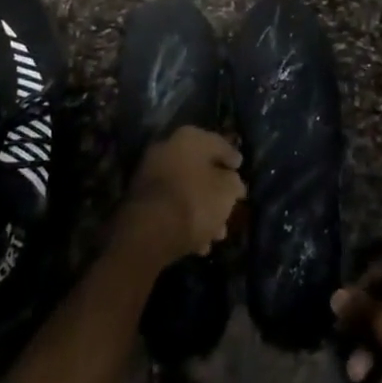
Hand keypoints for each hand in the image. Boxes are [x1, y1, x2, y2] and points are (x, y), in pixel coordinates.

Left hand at [123, 126, 244, 266]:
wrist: (148, 232)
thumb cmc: (194, 202)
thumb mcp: (226, 192)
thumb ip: (233, 183)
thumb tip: (232, 181)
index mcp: (189, 138)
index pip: (218, 144)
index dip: (232, 158)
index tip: (241, 170)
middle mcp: (168, 148)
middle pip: (200, 169)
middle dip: (216, 192)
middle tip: (230, 209)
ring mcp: (151, 173)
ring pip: (185, 190)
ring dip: (202, 210)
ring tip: (217, 236)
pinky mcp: (141, 199)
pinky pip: (170, 206)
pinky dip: (185, 221)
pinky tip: (198, 245)